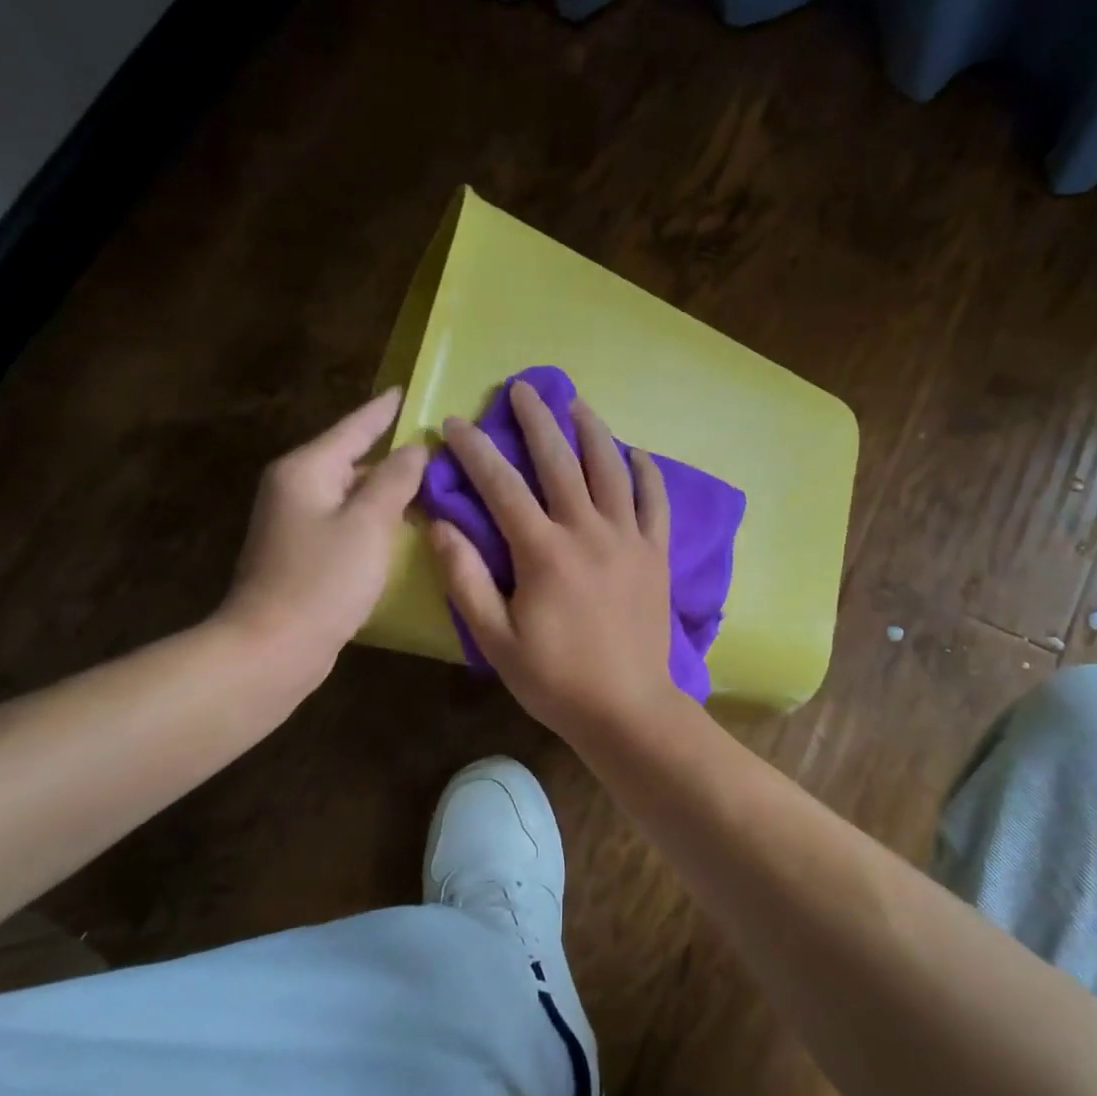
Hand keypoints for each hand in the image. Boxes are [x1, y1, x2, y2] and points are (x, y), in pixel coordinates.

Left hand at [216, 388, 427, 671]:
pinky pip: (348, 520)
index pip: (354, 427)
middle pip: (351, 457)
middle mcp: (296, 487)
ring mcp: (297, 522)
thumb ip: (395, 480)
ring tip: (431, 479)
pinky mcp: (305, 553)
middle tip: (437, 443)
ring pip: (352, 491)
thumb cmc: (323, 580)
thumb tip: (416, 448)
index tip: (406, 391)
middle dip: (392, 451)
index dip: (384, 411)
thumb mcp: (368, 524)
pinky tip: (404, 522)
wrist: (272, 648)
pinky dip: (376, 516)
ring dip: (387, 486)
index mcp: (307, 469)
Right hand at [429, 381, 683, 746]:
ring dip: (592, 431)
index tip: (455, 423)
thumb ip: (465, 579)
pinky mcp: (656, 554)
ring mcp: (628, 539)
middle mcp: (588, 531)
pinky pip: (655, 502)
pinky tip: (636, 454)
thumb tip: (440, 525)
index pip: (502, 486)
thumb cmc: (555, 679)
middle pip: (560, 461)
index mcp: (543, 551)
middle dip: (536, 420)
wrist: (627, 708)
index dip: (475, 451)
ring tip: (576, 404)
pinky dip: (646, 473)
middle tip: (522, 387)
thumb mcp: (495, 639)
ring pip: (610, 469)